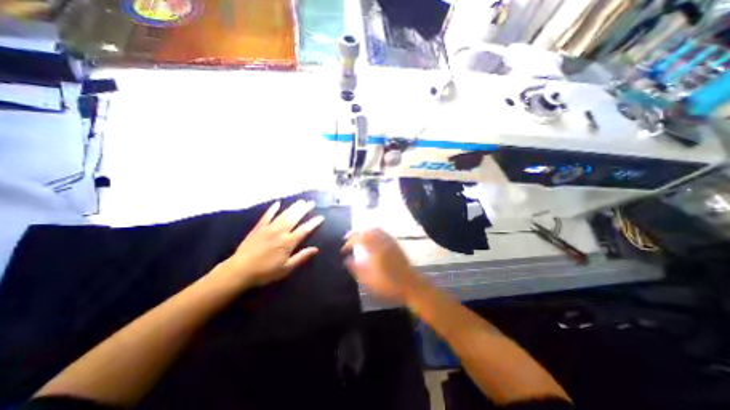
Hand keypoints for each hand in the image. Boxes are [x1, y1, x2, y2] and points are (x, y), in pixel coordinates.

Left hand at [221, 200, 322, 286]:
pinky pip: (266, 216)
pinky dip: (272, 209)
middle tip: (311, 203)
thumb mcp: (286, 268)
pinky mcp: (258, 228)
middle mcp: (280, 232)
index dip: (313, 223)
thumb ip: (301, 257)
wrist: (239, 271)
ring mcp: (268, 228)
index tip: (321, 217)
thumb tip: (316, 249)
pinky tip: (277, 203)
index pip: (304, 229)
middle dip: (304, 209)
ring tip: (300, 201)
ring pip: (283, 215)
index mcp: (288, 242)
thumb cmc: (265, 272)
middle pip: (294, 218)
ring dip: (293, 207)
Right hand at [342, 229, 421, 301]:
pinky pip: (382, 232)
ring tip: (357, 237)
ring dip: (364, 231)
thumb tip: (347, 260)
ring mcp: (389, 241)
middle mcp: (382, 241)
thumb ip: (356, 268)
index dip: (348, 243)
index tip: (343, 250)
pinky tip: (371, 239)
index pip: (358, 239)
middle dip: (354, 233)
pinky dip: (373, 232)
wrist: (409, 284)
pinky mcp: (394, 243)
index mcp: (374, 249)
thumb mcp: (368, 280)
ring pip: (374, 229)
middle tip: (347, 239)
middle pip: (366, 230)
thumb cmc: (388, 284)